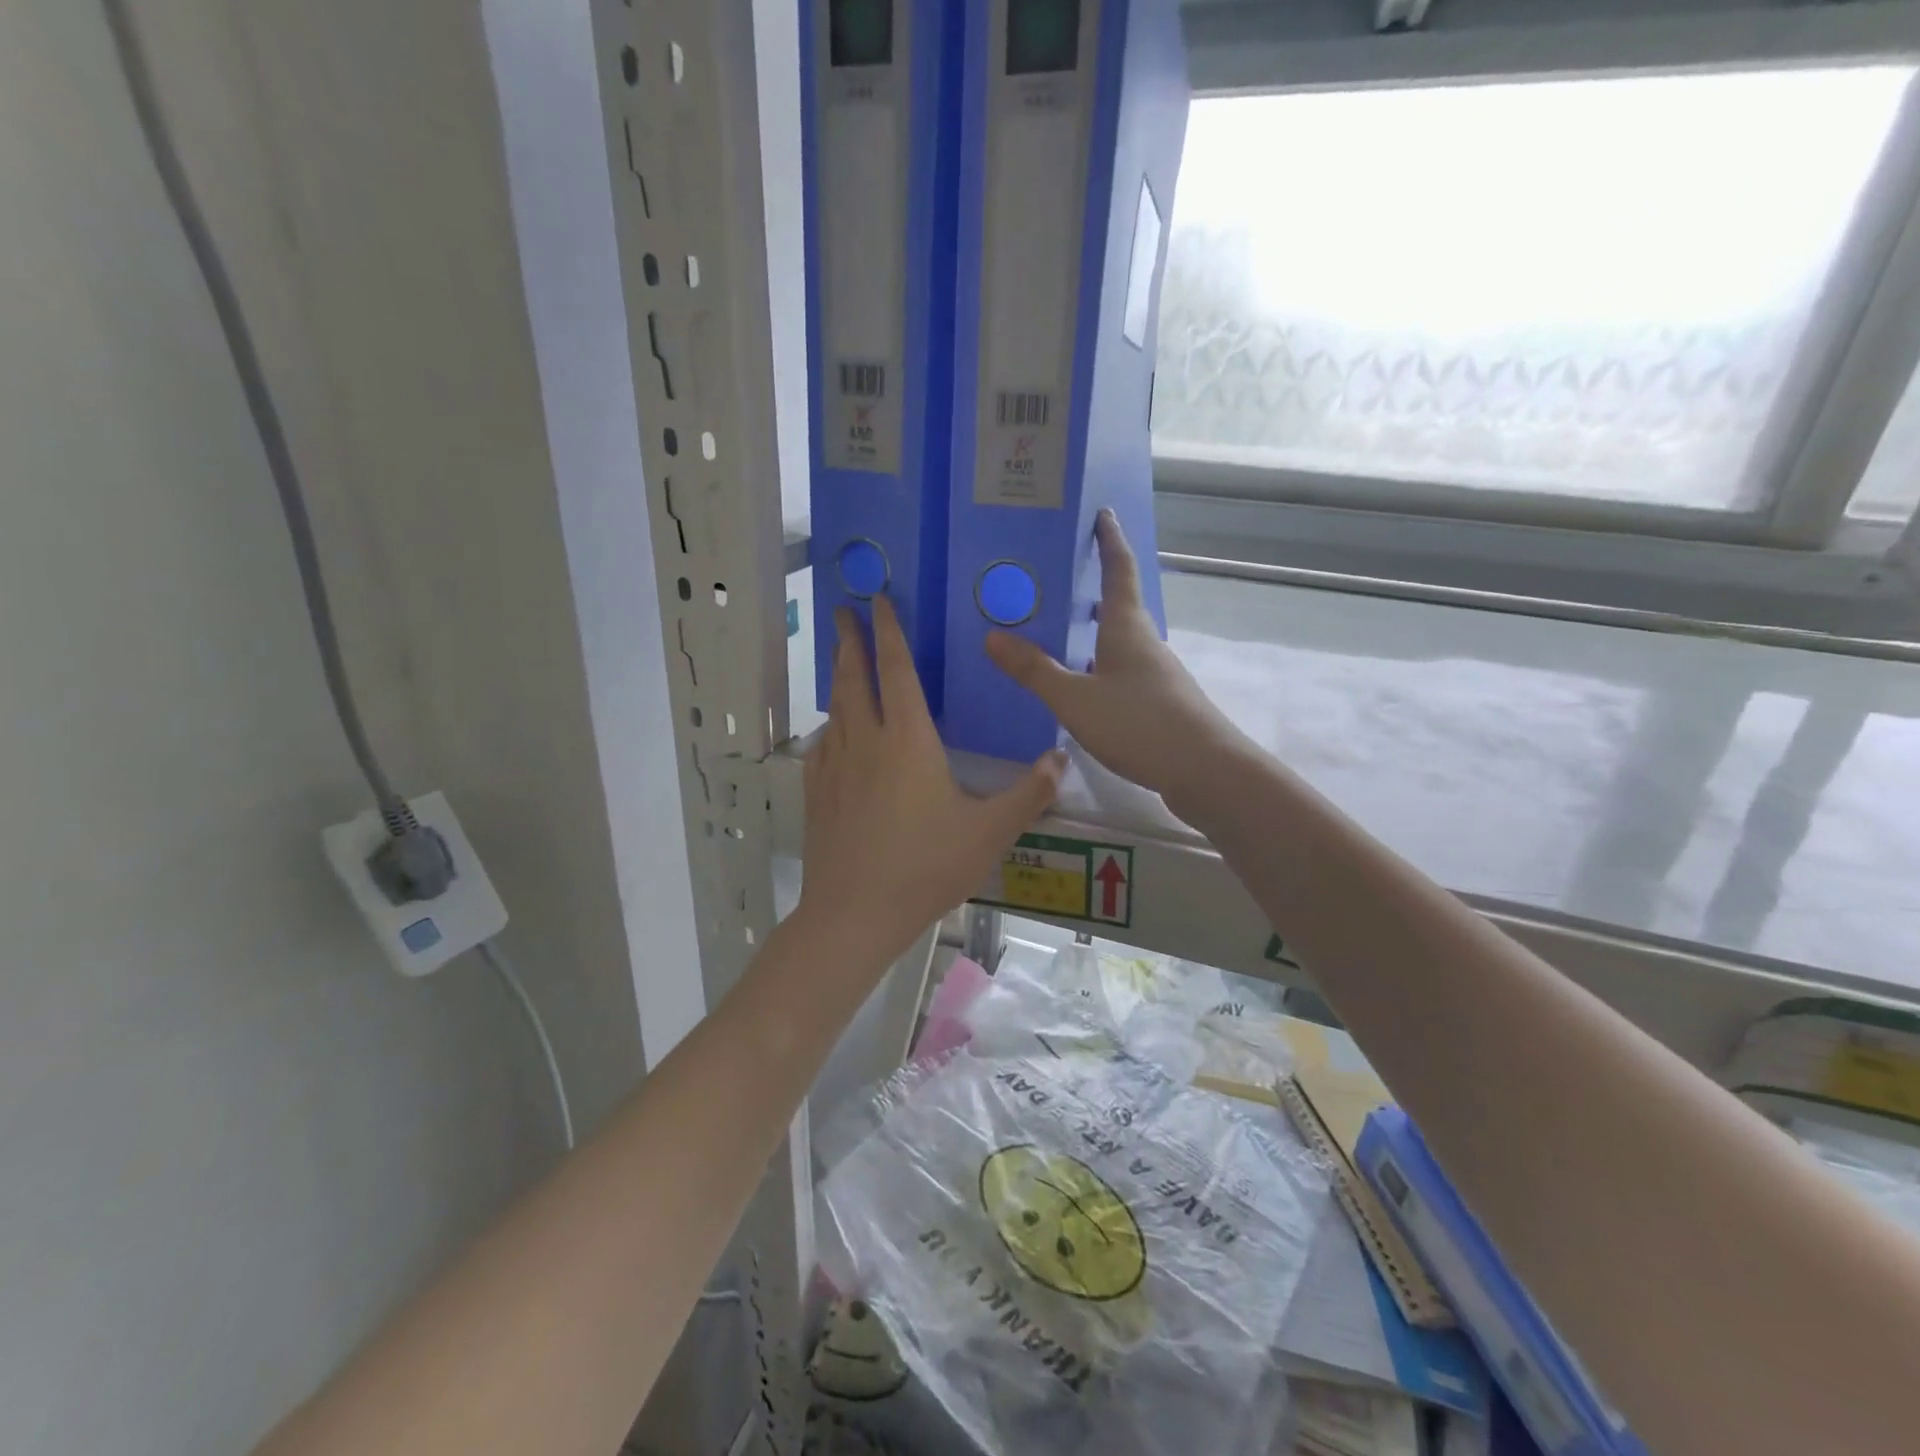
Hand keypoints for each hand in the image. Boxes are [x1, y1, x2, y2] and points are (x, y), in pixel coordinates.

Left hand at [798, 596, 1065, 966]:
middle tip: (842, 610)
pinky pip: (823, 746)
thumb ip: (1029, 794)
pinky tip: (833, 734)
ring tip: (842, 661)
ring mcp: (835, 767)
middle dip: (850, 640)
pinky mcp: (818, 793)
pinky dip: (830, 727)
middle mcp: (866, 741)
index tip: (876, 599)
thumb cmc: (926, 866)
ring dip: (839, 678)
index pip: (896, 669)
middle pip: (854, 678)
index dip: (888, 631)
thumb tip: (1061, 759)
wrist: (855, 913)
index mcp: (908, 739)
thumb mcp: (990, 832)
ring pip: (836, 709)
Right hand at [986, 510, 1239, 799]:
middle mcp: (1145, 643)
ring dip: (1095, 632)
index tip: (1103, 513)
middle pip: (1120, 605)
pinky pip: (1123, 672)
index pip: (1119, 570)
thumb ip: (1034, 670)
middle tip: (1061, 578)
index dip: (1110, 541)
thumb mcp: (1075, 698)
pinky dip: (1100, 666)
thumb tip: (991, 637)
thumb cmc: (1139, 724)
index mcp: (1127, 628)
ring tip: (1060, 633)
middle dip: (1095, 588)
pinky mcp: (1160, 704)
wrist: (1206, 772)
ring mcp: (1157, 675)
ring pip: (1121, 642)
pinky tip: (1083, 687)